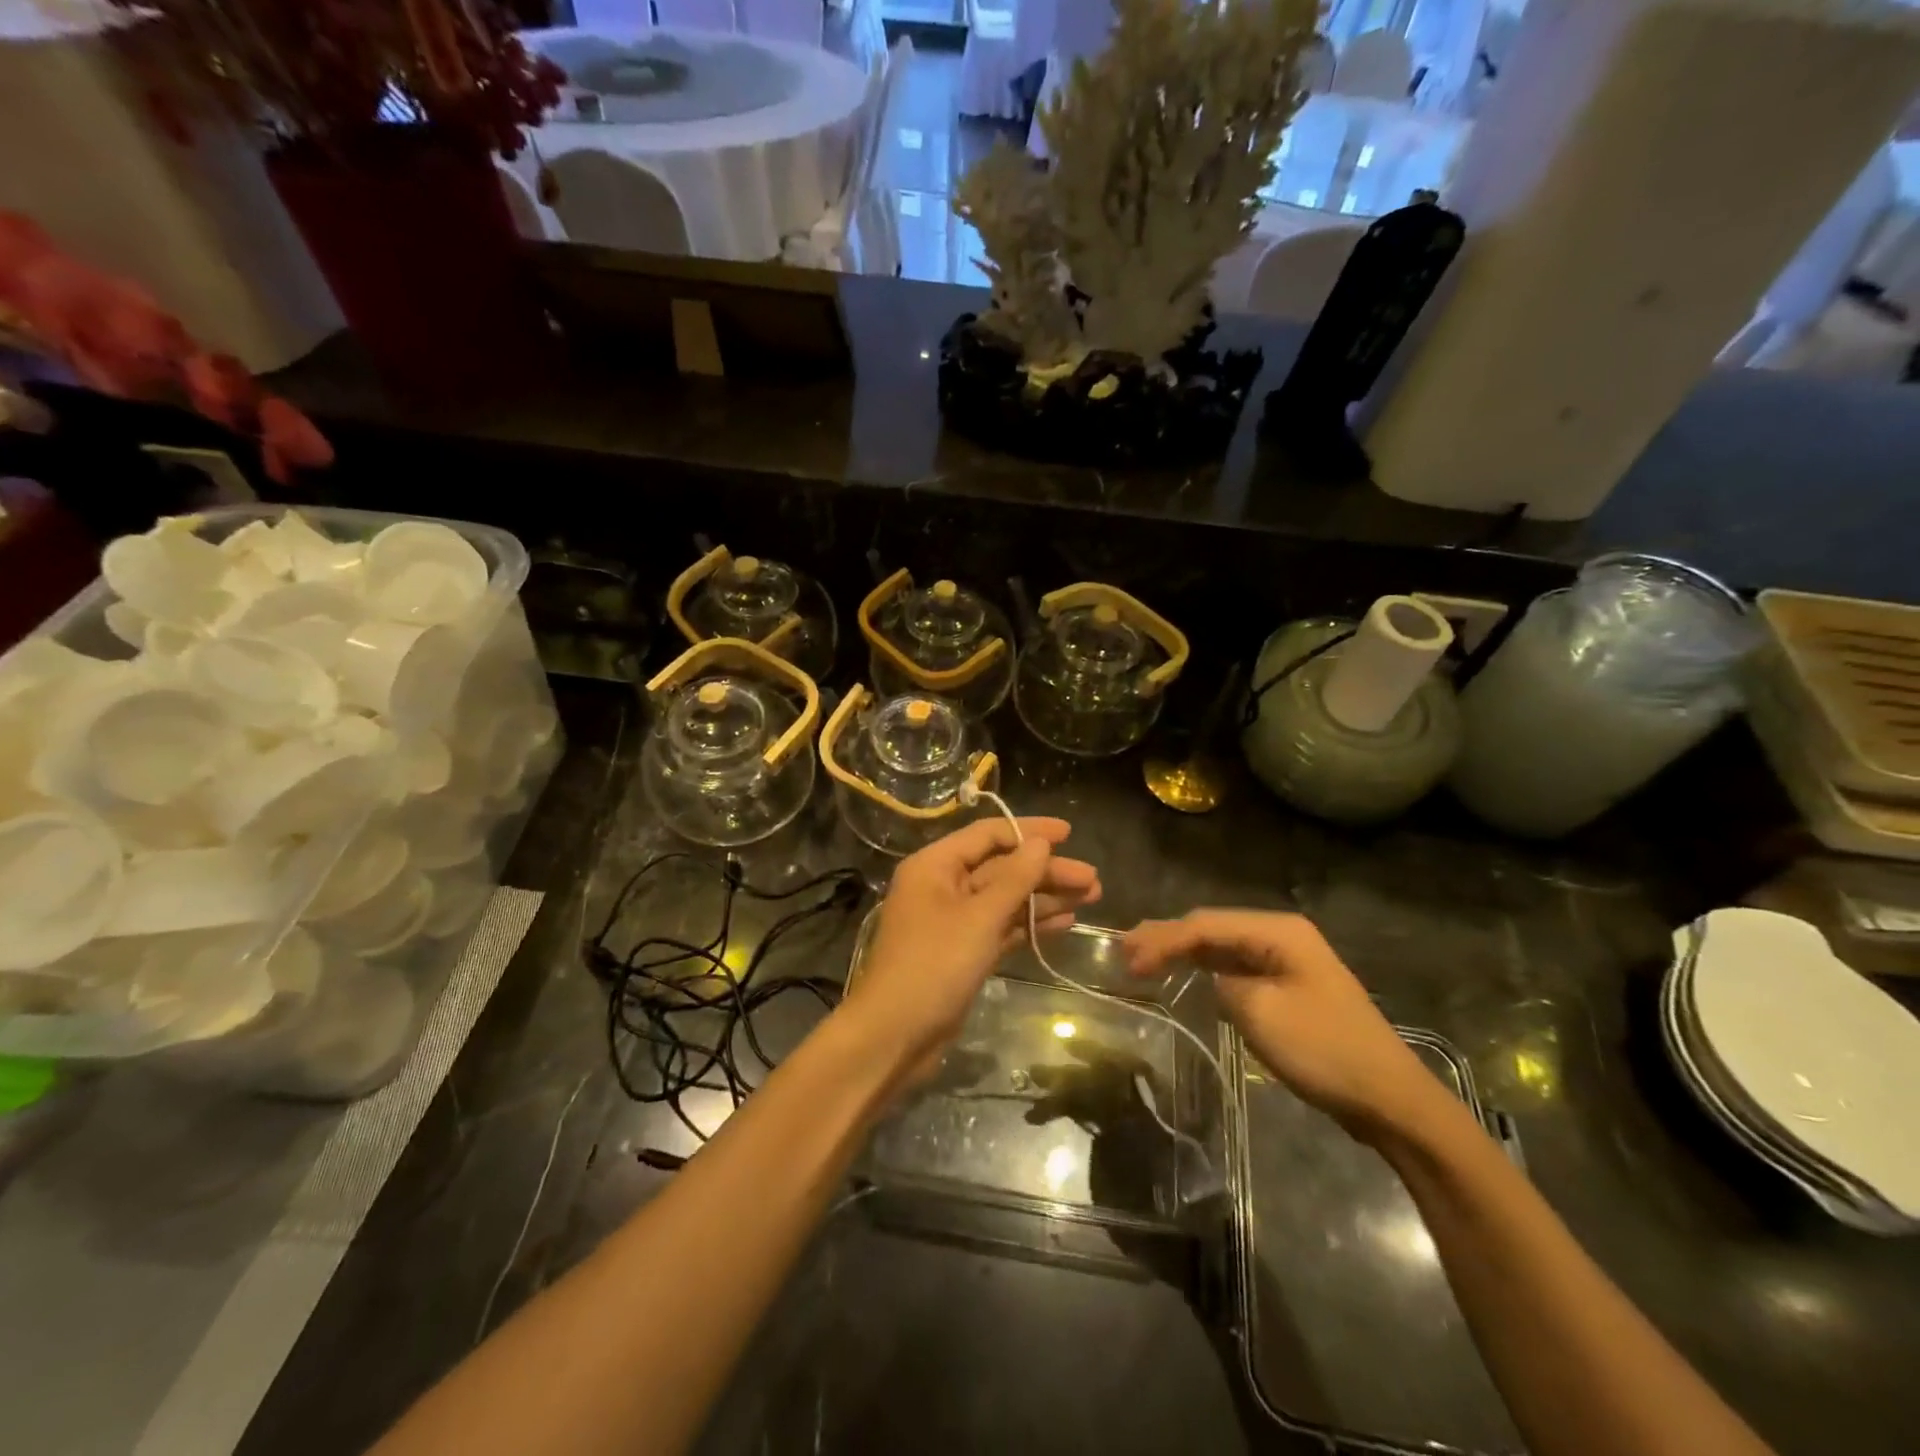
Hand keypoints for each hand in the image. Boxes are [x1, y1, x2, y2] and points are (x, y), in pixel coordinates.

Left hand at [844, 817, 1100, 1072]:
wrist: (895, 1035)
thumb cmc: (934, 965)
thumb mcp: (979, 917)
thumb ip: (1014, 879)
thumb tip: (1040, 843)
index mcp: (935, 866)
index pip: (987, 835)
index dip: (1029, 831)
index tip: (1069, 834)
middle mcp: (943, 886)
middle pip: (1001, 867)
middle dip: (1045, 871)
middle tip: (1091, 878)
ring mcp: (954, 921)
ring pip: (1005, 898)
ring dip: (1044, 897)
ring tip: (1091, 897)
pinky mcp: (964, 952)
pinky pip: (1002, 927)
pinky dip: (1030, 924)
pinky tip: (1065, 923)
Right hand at [1123, 909, 1441, 1142]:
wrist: (1391, 1100)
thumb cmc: (1324, 1050)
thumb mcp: (1260, 1013)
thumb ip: (1222, 983)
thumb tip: (1213, 979)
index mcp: (1278, 931)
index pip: (1205, 925)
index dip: (1162, 939)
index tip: (1128, 961)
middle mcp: (1283, 935)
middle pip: (1213, 928)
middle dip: (1168, 938)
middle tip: (1125, 953)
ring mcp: (1289, 961)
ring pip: (1224, 947)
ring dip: (1185, 953)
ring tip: (1144, 959)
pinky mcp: (1291, 987)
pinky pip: (1239, 968)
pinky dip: (1208, 970)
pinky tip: (1186, 975)